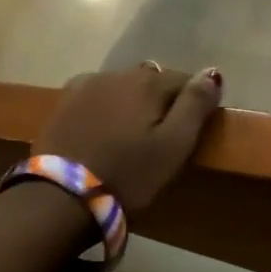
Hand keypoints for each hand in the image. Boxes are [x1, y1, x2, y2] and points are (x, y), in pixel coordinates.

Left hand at [39, 64, 223, 212]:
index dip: (193, 102)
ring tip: (131, 135)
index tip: (192, 130)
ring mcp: (85, 86)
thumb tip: (212, 72)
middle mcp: (117, 74)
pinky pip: (95, 96)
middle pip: (152, 80)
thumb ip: (195, 105)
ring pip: (122, 86)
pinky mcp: (62, 104)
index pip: (184, 80)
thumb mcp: (174, 146)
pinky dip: (105, 106)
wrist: (58, 199)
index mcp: (148, 82)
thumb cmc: (128, 175)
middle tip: (162, 137)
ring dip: (132, 102)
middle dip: (162, 100)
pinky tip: (103, 130)